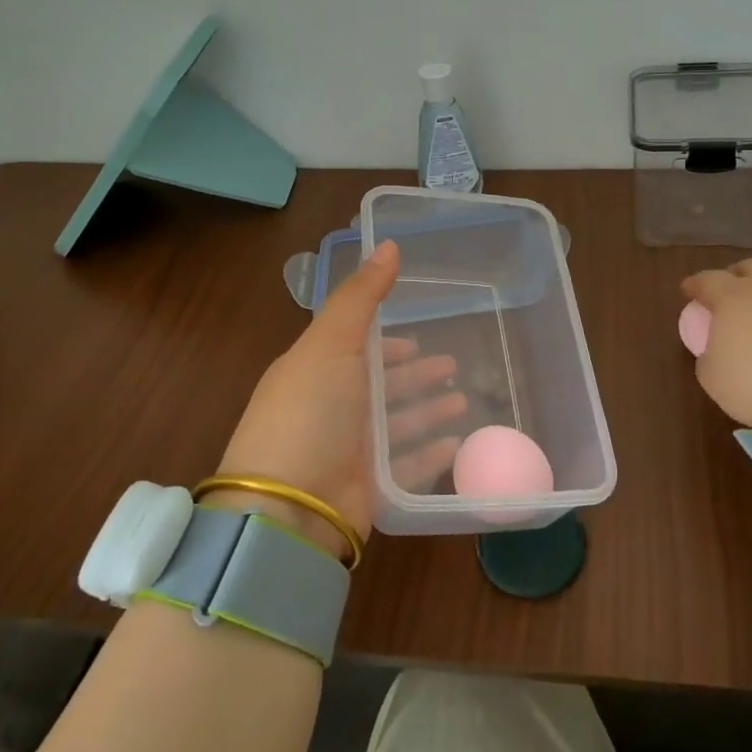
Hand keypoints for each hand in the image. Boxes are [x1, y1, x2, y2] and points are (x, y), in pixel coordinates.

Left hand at [214, 242, 466, 558]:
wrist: (287, 508)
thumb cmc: (309, 414)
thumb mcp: (331, 344)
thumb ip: (361, 296)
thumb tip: (389, 243)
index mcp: (317, 372)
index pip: (358, 350)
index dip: (389, 342)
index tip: (419, 336)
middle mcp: (332, 409)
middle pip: (382, 387)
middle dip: (416, 375)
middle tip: (455, 367)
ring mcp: (349, 451)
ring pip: (399, 424)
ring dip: (429, 411)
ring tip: (464, 402)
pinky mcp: (368, 488)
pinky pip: (408, 465)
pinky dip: (431, 454)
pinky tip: (458, 443)